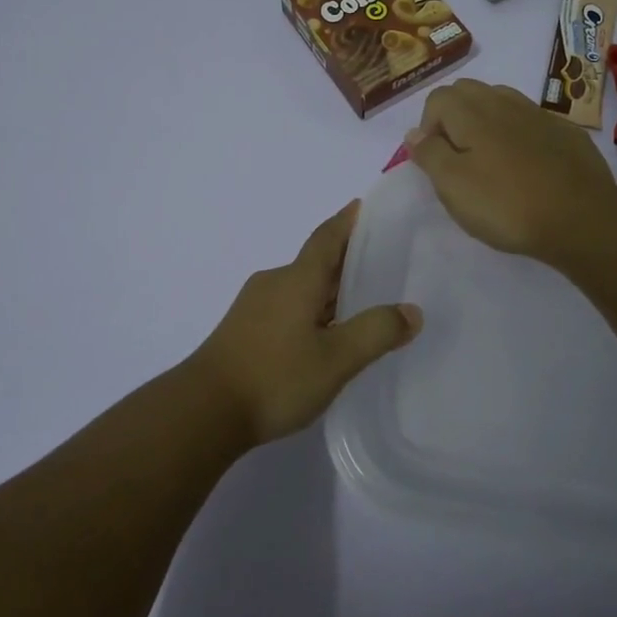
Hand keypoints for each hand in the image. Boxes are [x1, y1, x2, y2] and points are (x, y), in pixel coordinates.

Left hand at [189, 202, 421, 444]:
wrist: (204, 410)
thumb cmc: (275, 377)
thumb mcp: (336, 360)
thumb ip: (376, 332)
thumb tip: (412, 311)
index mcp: (297, 279)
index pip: (326, 238)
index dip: (347, 221)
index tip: (364, 205)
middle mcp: (274, 283)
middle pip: (315, 262)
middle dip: (346, 260)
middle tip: (381, 262)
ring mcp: (254, 306)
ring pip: (301, 288)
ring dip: (329, 290)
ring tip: (361, 302)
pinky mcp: (244, 330)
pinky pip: (287, 307)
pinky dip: (311, 310)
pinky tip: (324, 336)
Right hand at [405, 79, 616, 267]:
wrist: (582, 218)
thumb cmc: (506, 204)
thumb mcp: (453, 186)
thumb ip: (430, 154)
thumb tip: (414, 133)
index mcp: (472, 113)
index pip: (437, 98)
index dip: (428, 126)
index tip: (435, 159)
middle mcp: (504, 103)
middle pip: (468, 91)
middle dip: (454, 116)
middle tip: (457, 157)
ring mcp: (539, 115)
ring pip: (501, 101)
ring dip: (486, 121)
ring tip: (489, 159)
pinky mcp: (566, 132)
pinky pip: (531, 120)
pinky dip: (518, 133)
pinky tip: (526, 165)